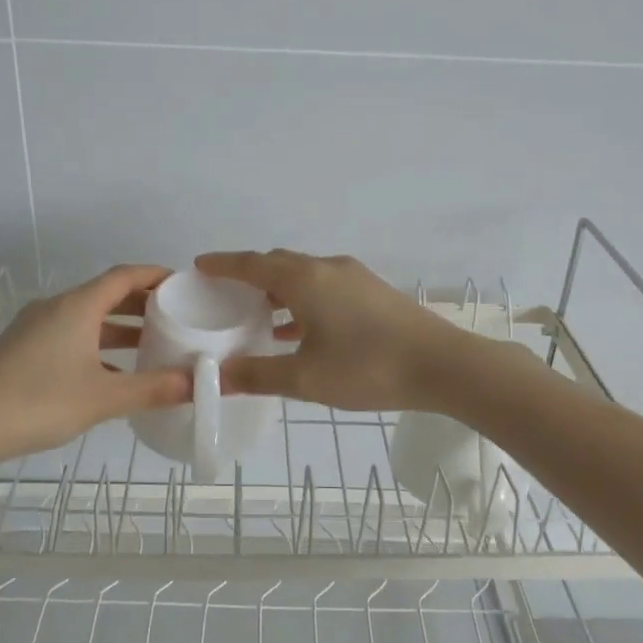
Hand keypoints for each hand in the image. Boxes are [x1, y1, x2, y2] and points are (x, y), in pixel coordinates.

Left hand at [0, 264, 190, 464]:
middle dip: (141, 302)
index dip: (154, 275)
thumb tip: (199, 383)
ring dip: (118, 325)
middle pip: (105, 293)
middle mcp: (55, 307)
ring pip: (86, 316)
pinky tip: (109, 370)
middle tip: (174, 315)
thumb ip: (153, 389)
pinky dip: (96, 342)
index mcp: (77, 306)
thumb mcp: (103, 398)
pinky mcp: (21, 348)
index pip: (124, 276)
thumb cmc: (39, 403)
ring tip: (150, 343)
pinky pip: (69, 333)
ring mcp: (34, 327)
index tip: (182, 283)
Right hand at [194, 249, 469, 411]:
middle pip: (278, 263)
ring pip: (304, 275)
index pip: (252, 264)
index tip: (200, 266)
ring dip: (278, 290)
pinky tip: (299, 329)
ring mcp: (354, 277)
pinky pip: (324, 286)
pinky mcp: (372, 292)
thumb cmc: (367, 368)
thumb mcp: (305, 378)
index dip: (224, 264)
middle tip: (225, 293)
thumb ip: (257, 376)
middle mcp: (327, 268)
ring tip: (257, 315)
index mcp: (305, 280)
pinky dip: (302, 300)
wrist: (442, 365)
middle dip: (249, 274)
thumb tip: (215, 377)